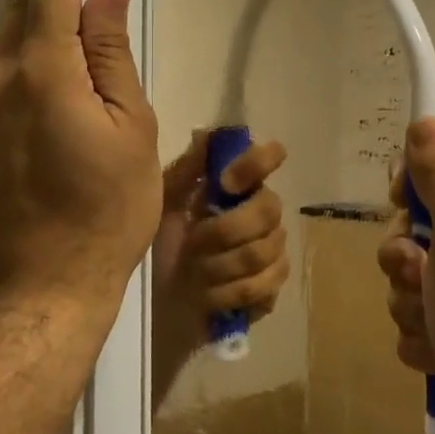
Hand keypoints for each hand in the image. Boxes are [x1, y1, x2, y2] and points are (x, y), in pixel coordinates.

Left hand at [0, 0, 160, 311]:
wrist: (40, 289)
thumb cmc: (104, 210)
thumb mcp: (129, 128)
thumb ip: (112, 56)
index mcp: (42, 72)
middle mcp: (0, 81)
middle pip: (18, 5)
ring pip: (7, 36)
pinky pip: (4, 68)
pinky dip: (24, 38)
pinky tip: (43, 39)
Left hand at [153, 131, 290, 355]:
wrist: (161, 299)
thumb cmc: (163, 244)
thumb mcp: (163, 204)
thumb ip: (185, 171)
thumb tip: (205, 134)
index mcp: (238, 185)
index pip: (268, 157)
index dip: (255, 164)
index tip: (226, 183)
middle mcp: (262, 210)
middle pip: (269, 208)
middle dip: (225, 230)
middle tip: (193, 243)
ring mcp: (273, 248)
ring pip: (264, 250)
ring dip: (221, 266)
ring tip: (195, 272)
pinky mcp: (273, 285)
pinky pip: (265, 284)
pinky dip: (229, 292)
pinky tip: (209, 295)